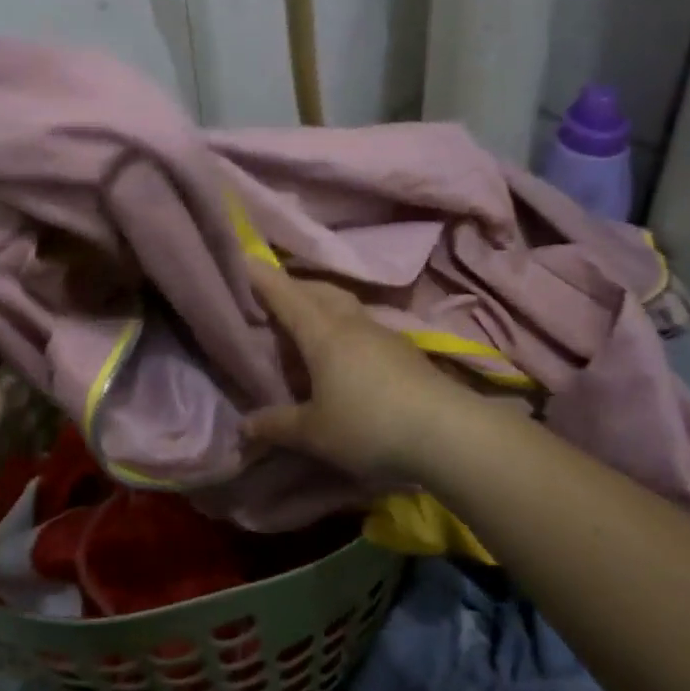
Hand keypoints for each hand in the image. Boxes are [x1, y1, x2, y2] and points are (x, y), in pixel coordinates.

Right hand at [242, 263, 463, 478]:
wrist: (448, 432)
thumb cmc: (369, 425)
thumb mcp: (315, 433)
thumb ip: (277, 426)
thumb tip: (243, 427)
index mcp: (322, 332)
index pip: (284, 294)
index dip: (261, 276)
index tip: (241, 257)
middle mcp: (351, 322)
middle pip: (317, 290)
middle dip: (291, 287)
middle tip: (269, 296)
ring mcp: (382, 332)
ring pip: (343, 304)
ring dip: (320, 304)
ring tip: (303, 323)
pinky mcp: (403, 350)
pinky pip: (361, 324)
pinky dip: (341, 326)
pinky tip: (341, 352)